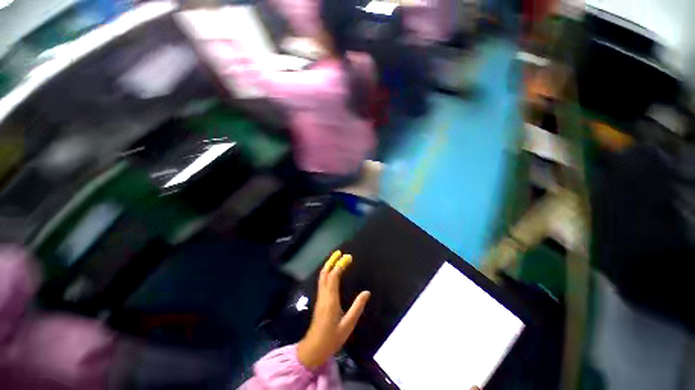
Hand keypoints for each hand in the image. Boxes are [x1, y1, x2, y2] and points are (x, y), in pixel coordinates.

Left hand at [297, 251, 370, 369]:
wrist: (314, 348)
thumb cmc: (332, 338)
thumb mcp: (348, 325)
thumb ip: (357, 307)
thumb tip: (367, 292)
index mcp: (331, 300)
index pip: (334, 277)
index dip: (340, 265)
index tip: (348, 257)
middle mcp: (323, 295)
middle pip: (325, 273)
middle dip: (331, 261)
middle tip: (339, 252)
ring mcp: (320, 297)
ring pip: (322, 277)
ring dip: (328, 265)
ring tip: (335, 258)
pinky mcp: (319, 300)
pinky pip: (322, 281)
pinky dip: (326, 272)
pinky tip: (331, 272)